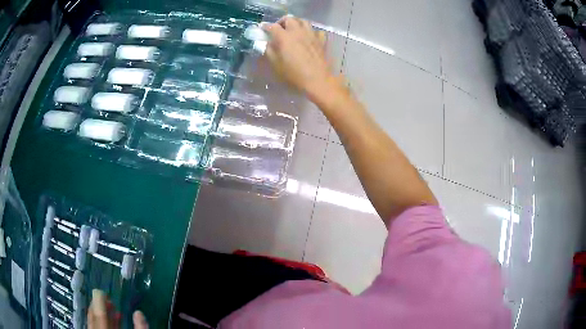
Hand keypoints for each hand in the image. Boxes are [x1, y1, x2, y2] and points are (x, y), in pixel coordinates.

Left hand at [88, 289, 147, 328]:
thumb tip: (139, 313)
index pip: (100, 315)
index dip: (100, 301)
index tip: (102, 292)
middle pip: (94, 317)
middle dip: (99, 306)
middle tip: (106, 298)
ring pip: (95, 323)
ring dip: (102, 314)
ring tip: (111, 307)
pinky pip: (98, 328)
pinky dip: (104, 323)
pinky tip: (113, 320)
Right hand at [262, 16, 341, 100]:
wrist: (318, 80)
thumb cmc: (294, 75)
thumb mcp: (276, 65)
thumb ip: (270, 51)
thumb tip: (269, 43)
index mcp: (284, 37)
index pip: (273, 26)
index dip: (266, 26)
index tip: (263, 29)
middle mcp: (298, 32)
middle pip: (289, 19)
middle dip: (282, 22)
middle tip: (279, 29)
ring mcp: (311, 35)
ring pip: (303, 21)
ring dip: (296, 23)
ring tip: (293, 30)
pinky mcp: (321, 40)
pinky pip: (316, 31)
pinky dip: (311, 32)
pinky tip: (309, 38)